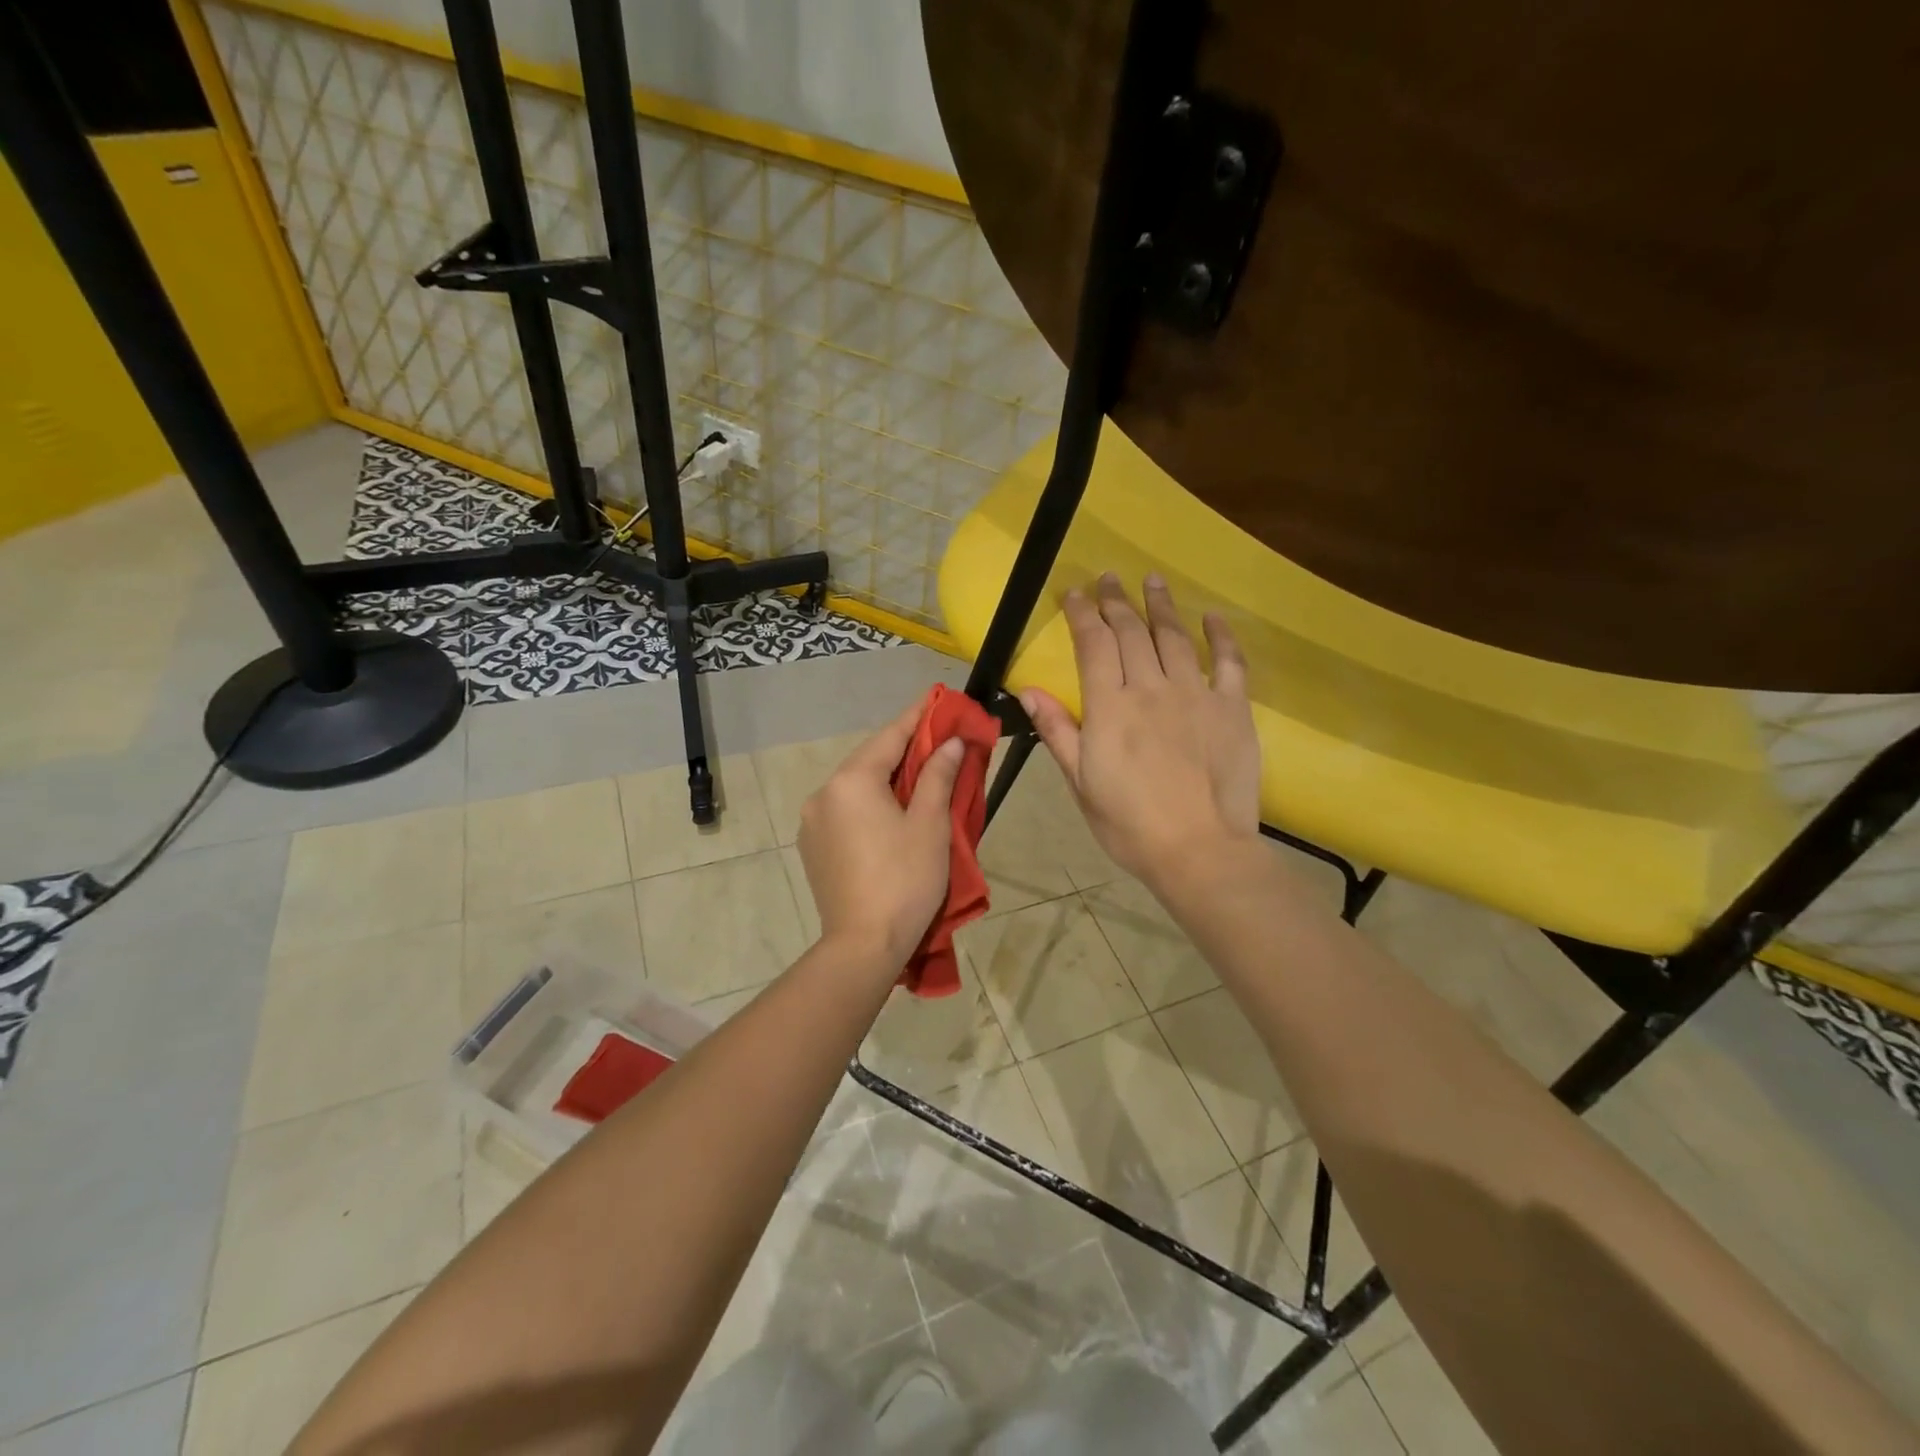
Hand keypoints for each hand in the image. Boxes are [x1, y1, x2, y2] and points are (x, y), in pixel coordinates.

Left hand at [798, 702, 965, 969]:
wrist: (863, 946)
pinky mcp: (812, 846)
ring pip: (857, 786)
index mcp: (851, 781)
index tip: (940, 697)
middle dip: (906, 749)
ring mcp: (813, 821)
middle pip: (871, 759)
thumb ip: (938, 776)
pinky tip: (892, 812)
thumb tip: (951, 743)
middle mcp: (824, 793)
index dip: (919, 716)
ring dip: (888, 777)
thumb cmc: (905, 881)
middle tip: (940, 738)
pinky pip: (846, 810)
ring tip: (921, 775)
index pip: (891, 736)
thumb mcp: (930, 825)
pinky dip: (871, 802)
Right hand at [1020, 574, 1260, 888]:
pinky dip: (1221, 636)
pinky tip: (1213, 617)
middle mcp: (1151, 688)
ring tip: (1152, 581)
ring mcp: (1195, 695)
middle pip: (1132, 632)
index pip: (1093, 644)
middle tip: (1109, 578)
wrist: (1199, 850)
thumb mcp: (1081, 782)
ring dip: (1161, 606)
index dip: (1082, 613)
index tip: (1073, 592)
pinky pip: (1228, 662)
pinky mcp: (1232, 708)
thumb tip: (1028, 689)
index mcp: (1110, 707)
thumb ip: (1058, 731)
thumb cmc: (1129, 824)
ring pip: (1175, 637)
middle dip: (1117, 601)